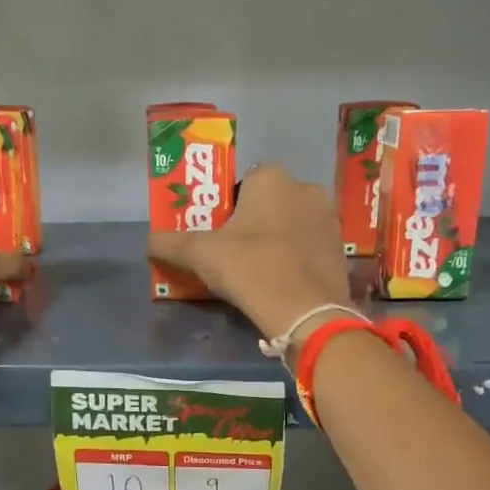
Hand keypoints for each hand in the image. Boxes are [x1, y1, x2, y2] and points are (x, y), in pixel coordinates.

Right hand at [146, 165, 353, 338]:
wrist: (305, 311)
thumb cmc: (249, 267)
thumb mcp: (200, 255)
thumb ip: (170, 244)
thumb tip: (148, 242)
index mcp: (272, 178)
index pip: (244, 182)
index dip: (229, 206)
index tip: (219, 233)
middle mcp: (306, 188)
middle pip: (270, 202)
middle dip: (254, 222)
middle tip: (234, 253)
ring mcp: (329, 219)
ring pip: (292, 224)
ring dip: (277, 240)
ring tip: (258, 270)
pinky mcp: (341, 249)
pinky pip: (309, 247)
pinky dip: (296, 258)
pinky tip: (282, 282)